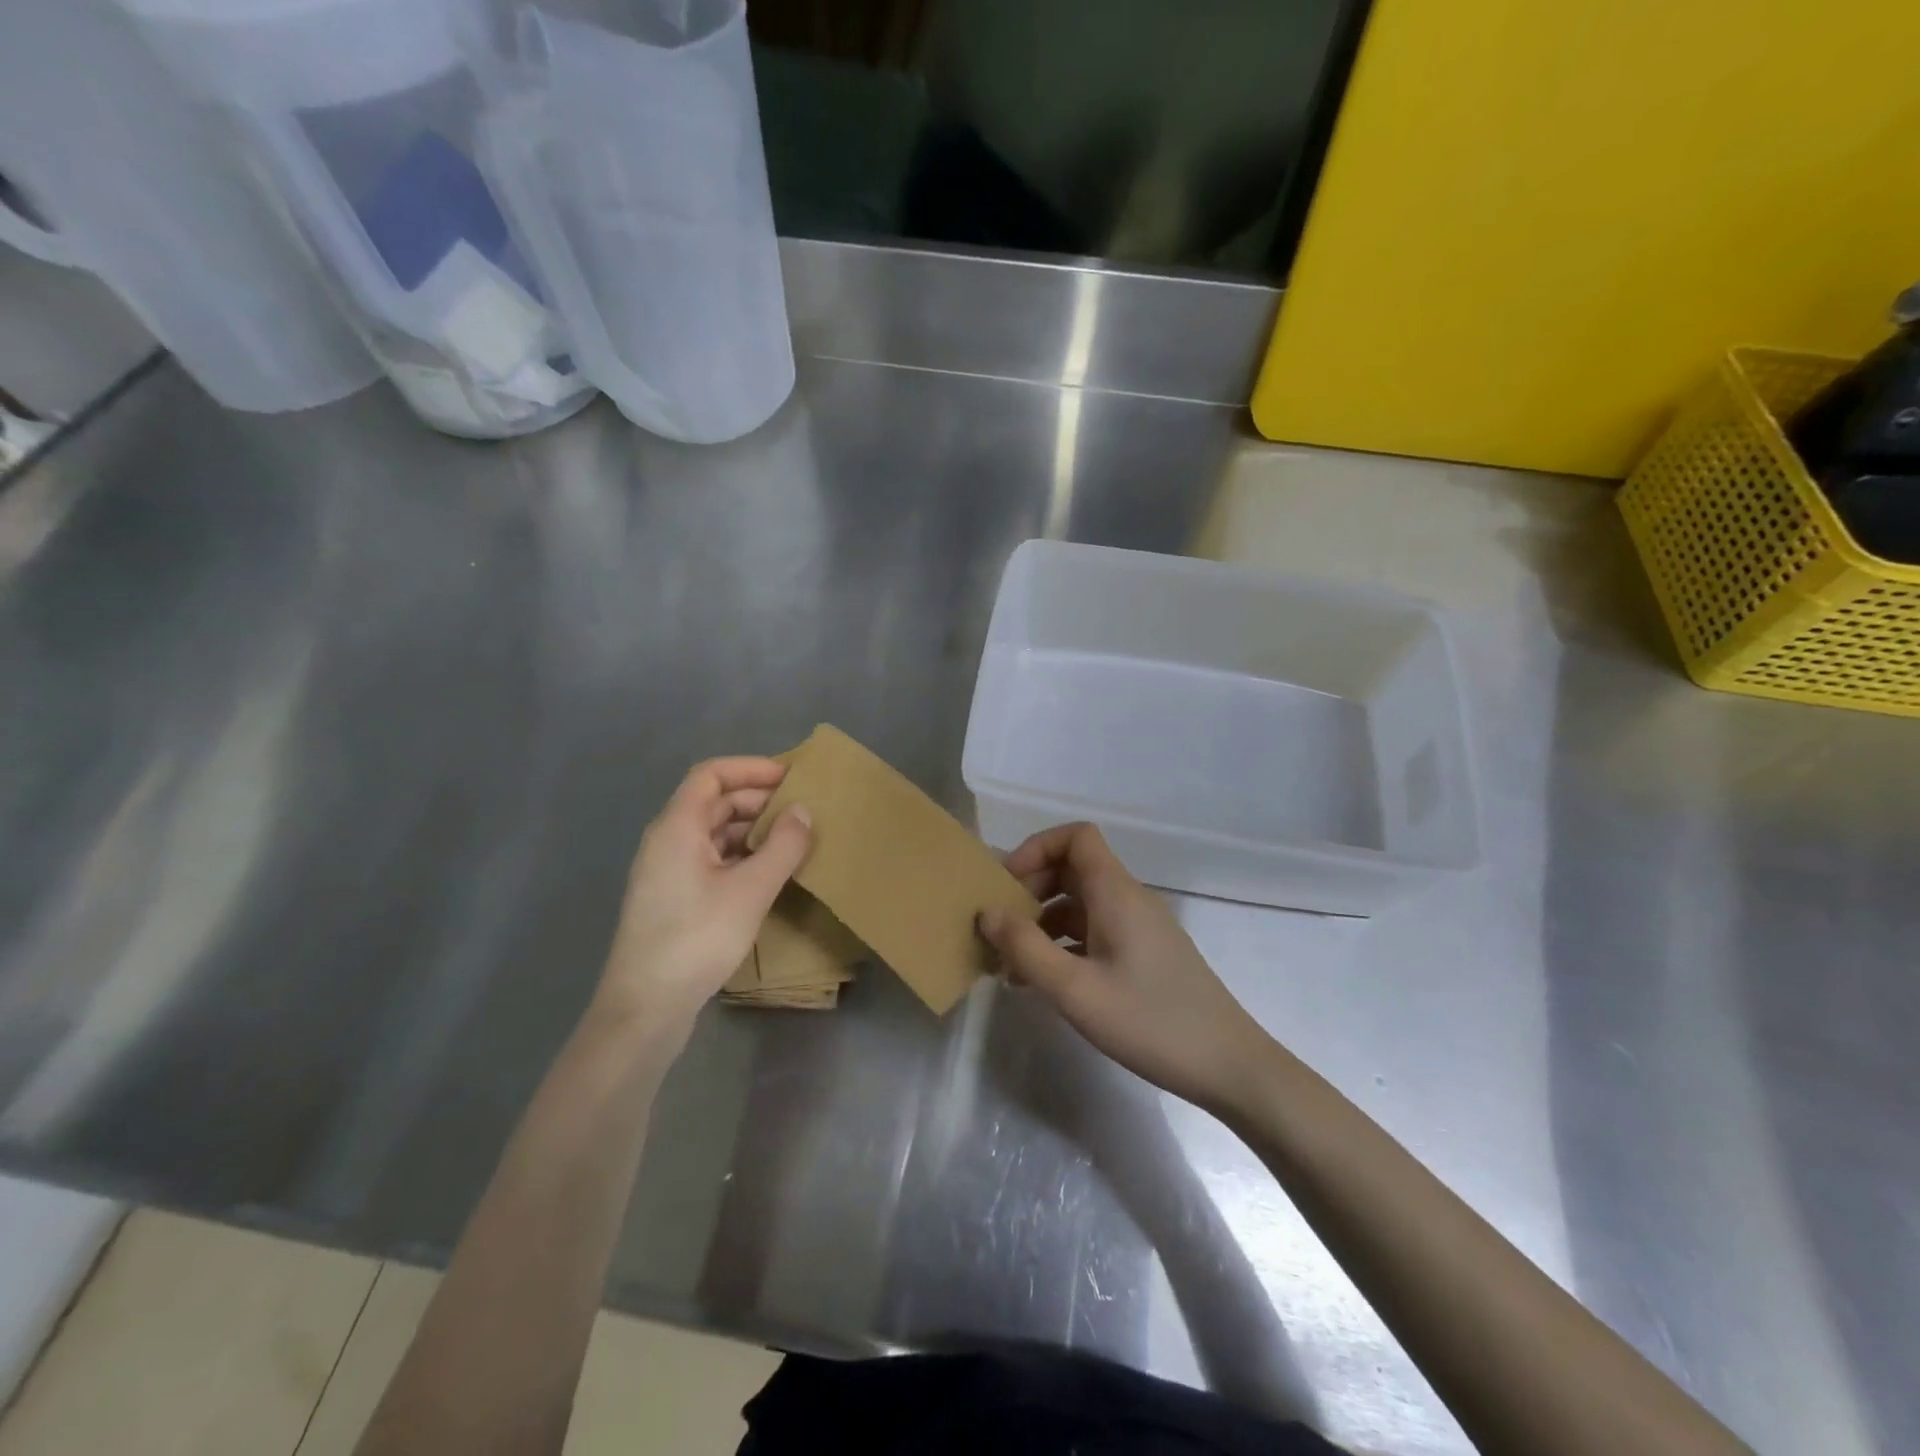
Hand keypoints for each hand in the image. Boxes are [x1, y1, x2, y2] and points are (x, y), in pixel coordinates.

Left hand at [596, 757, 810, 1039]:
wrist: (645, 1007)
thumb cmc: (697, 938)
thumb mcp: (751, 890)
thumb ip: (782, 846)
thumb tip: (803, 811)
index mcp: (677, 827)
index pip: (711, 775)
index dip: (751, 768)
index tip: (791, 777)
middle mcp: (667, 841)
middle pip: (713, 802)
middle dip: (757, 800)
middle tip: (801, 810)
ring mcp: (668, 871)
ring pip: (714, 833)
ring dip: (752, 830)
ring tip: (793, 840)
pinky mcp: (674, 898)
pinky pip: (711, 859)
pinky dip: (741, 856)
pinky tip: (769, 873)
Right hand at [978, 823, 1270, 1114]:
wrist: (1229, 1066)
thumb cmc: (1150, 1021)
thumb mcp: (1076, 989)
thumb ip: (1025, 948)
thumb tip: (987, 912)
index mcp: (1116, 892)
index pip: (1076, 837)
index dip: (1036, 848)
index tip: (1007, 885)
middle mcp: (1129, 899)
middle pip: (1073, 869)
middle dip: (1031, 889)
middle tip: (1001, 927)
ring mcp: (1140, 928)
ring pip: (1081, 904)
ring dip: (1043, 922)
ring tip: (1011, 964)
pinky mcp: (1145, 955)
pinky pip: (1095, 932)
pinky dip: (1064, 945)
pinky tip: (1043, 982)